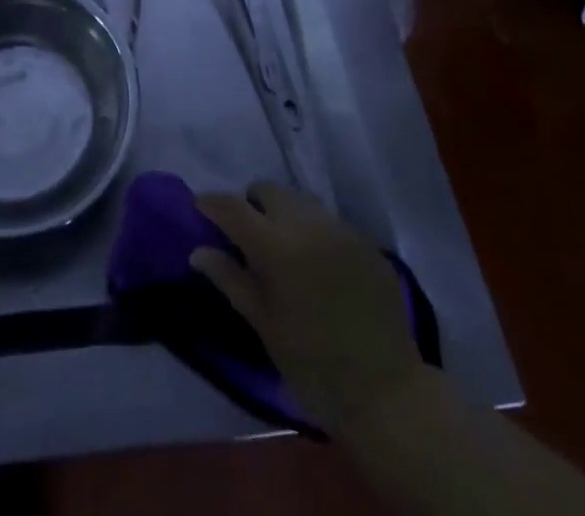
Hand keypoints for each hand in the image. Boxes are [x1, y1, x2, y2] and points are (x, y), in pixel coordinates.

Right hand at [192, 181, 423, 437]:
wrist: (386, 394)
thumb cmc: (313, 366)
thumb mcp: (264, 325)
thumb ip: (230, 279)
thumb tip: (198, 251)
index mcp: (277, 247)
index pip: (233, 207)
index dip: (212, 202)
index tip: (200, 208)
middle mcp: (309, 225)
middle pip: (269, 191)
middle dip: (252, 205)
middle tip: (249, 237)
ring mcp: (341, 229)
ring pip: (301, 201)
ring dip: (285, 215)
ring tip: (285, 249)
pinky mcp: (366, 242)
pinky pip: (329, 221)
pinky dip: (315, 232)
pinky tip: (319, 265)